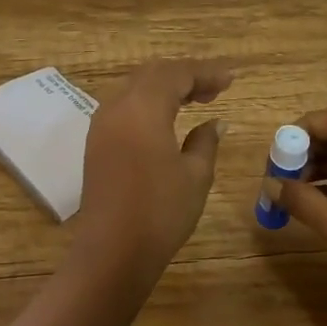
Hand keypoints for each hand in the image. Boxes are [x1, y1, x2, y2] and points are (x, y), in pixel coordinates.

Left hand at [71, 59, 231, 286]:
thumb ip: (205, 141)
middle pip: (152, 74)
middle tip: (214, 89)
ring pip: (135, 87)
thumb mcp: (195, 176)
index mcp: (143, 108)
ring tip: (194, 100)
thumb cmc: (160, 212)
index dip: (206, 73)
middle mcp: (117, 106)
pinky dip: (147, 102)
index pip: (177, 74)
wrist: (112, 252)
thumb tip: (216, 123)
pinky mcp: (96, 143)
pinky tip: (166, 119)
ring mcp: (101, 124)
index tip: (230, 80)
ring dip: (164, 87)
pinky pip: (124, 106)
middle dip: (184, 75)